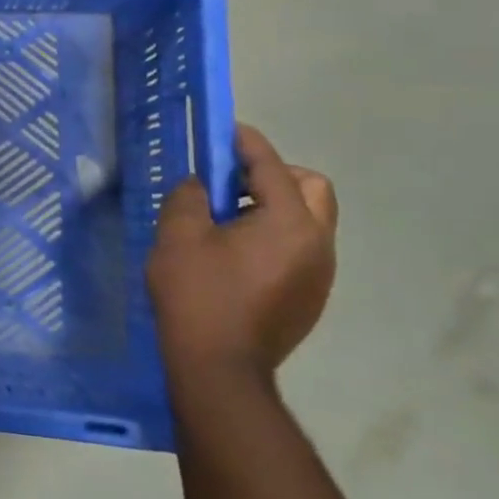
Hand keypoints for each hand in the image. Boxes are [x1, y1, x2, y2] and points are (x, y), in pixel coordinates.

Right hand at [148, 124, 337, 382]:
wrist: (220, 368)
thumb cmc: (198, 294)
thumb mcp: (179, 235)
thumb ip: (190, 196)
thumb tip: (200, 185)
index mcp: (290, 223)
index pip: (272, 166)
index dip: (246, 143)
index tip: (224, 130)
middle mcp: (318, 244)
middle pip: (311, 188)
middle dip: (274, 174)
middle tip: (230, 181)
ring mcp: (320, 274)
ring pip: (308, 220)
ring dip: (273, 206)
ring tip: (226, 218)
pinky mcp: (311, 297)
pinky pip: (300, 248)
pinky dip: (275, 235)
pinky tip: (235, 253)